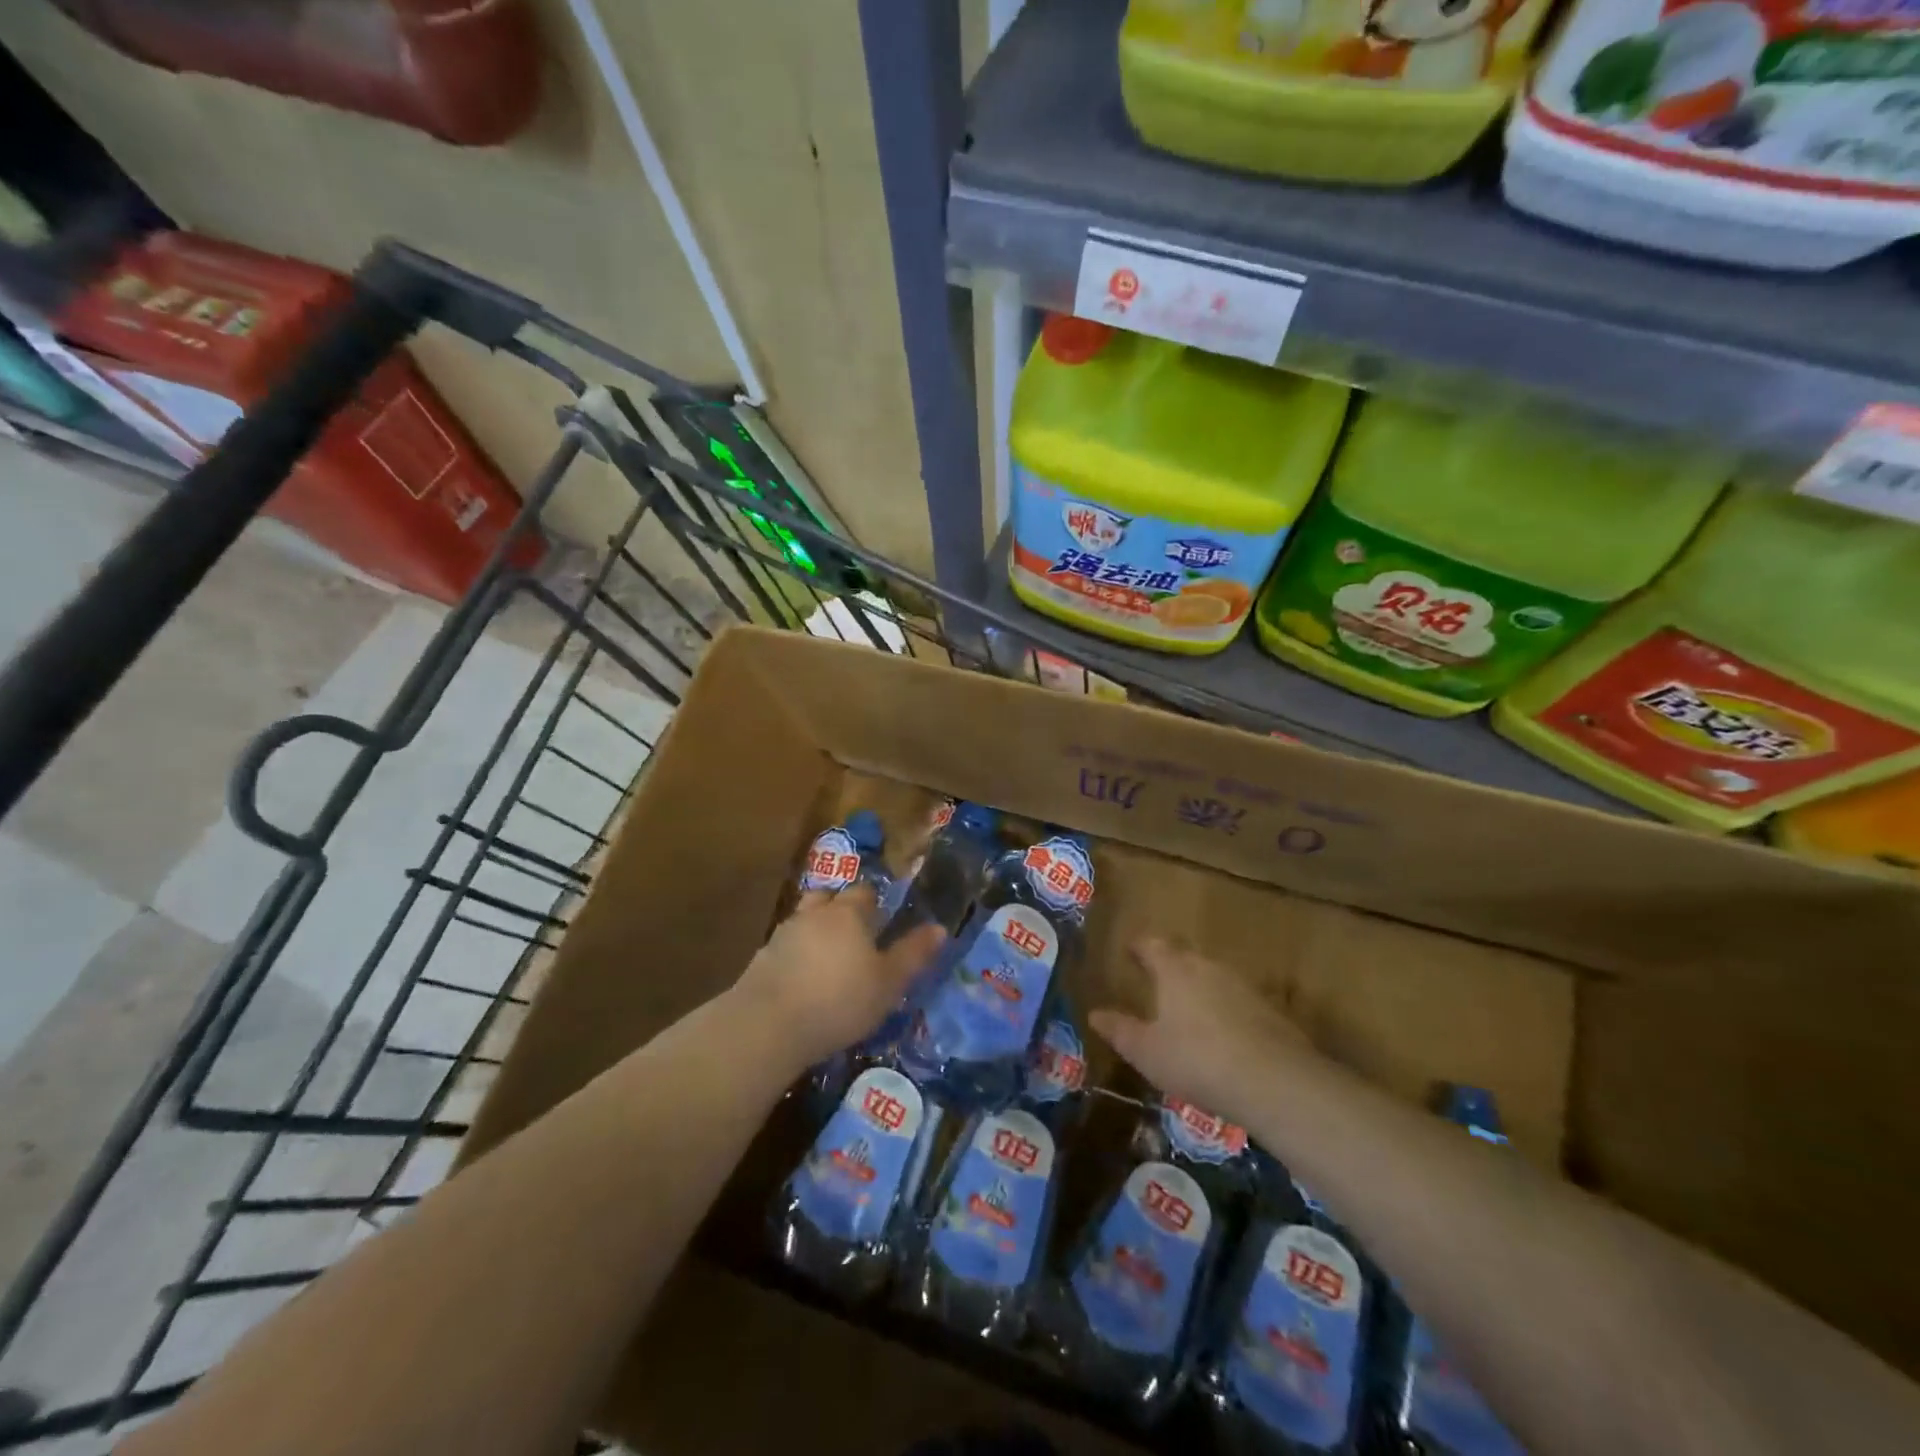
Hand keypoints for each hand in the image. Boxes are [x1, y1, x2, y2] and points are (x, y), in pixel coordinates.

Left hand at [732, 886, 945, 1067]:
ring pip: (805, 919)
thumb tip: (940, 928)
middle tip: (855, 934)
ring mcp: (784, 933)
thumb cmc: (840, 1000)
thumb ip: (913, 954)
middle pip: (830, 897)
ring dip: (816, 929)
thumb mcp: (888, 983)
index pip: (864, 893)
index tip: (882, 920)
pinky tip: (802, 977)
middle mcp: (815, 913)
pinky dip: (796, 954)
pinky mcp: (762, 958)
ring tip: (828, 955)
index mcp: (849, 913)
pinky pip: (786, 946)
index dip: (874, 903)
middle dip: (842, 909)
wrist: (769, 1024)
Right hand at [1090, 936, 1310, 1125]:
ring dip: (1199, 985)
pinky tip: (1222, 1033)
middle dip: (1170, 963)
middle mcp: (1208, 968)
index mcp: (1174, 970)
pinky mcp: (1269, 1011)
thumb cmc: (1196, 1060)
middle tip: (1156, 976)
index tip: (1129, 950)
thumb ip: (1120, 1030)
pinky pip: (1237, 1000)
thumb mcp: (1146, 1052)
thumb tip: (1094, 1014)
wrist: (1273, 1081)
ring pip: (1213, 977)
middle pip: (1185, 956)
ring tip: (1187, 1006)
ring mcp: (1242, 987)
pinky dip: (1224, 1009)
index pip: (1152, 946)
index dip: (1139, 947)